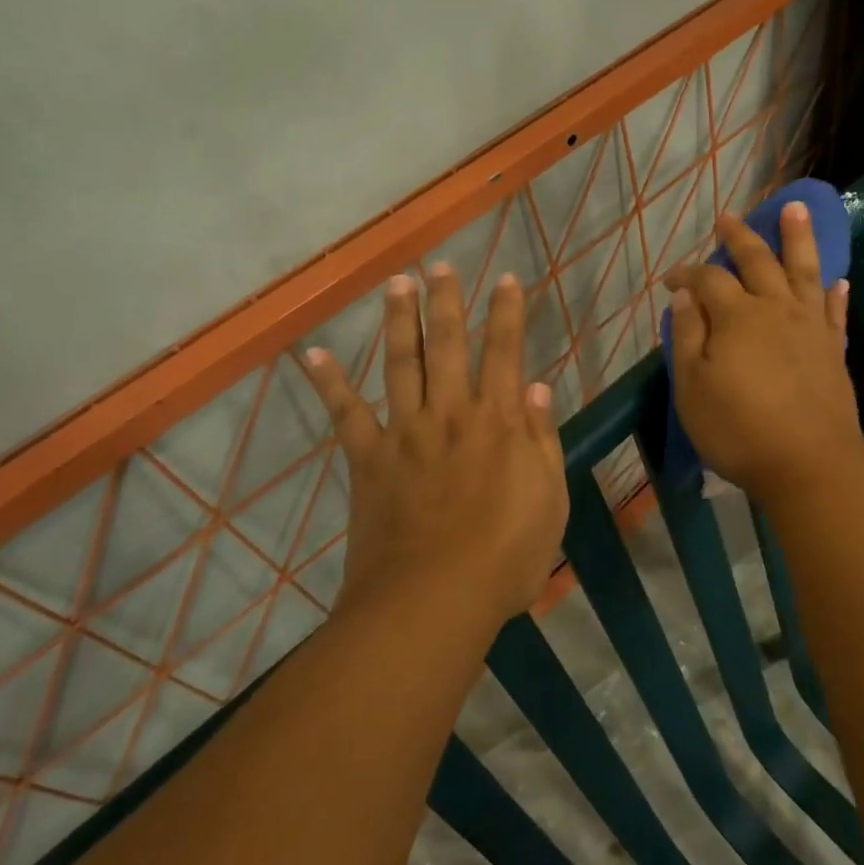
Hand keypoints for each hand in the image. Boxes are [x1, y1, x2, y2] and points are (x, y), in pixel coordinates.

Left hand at [304, 264, 569, 626]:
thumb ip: (543, 441)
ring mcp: (405, 432)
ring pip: (401, 363)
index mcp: (499, 422)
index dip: (506, 313)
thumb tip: (539, 389)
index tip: (505, 279)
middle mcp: (451, 413)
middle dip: (447, 301)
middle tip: (441, 264)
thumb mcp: (549, 501)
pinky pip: (346, 414)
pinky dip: (329, 383)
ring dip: (399, 320)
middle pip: (448, 344)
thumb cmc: (505, 557)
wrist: (433, 600)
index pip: (505, 352)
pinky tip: (314, 353)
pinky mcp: (368, 459)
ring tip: (396, 283)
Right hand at [663, 203, 863, 506]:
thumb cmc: (739, 430)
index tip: (669, 279)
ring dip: (797, 237)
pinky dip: (835, 292)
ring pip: (803, 270)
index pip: (707, 280)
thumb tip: (685, 294)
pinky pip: (834, 311)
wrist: (809, 464)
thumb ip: (688, 335)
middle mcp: (775, 309)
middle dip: (740, 237)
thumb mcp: (692, 387)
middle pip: (757, 261)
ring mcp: (810, 327)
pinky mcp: (833, 349)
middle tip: (728, 218)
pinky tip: (837, 279)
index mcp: (736, 317)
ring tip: (794, 209)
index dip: (686, 274)